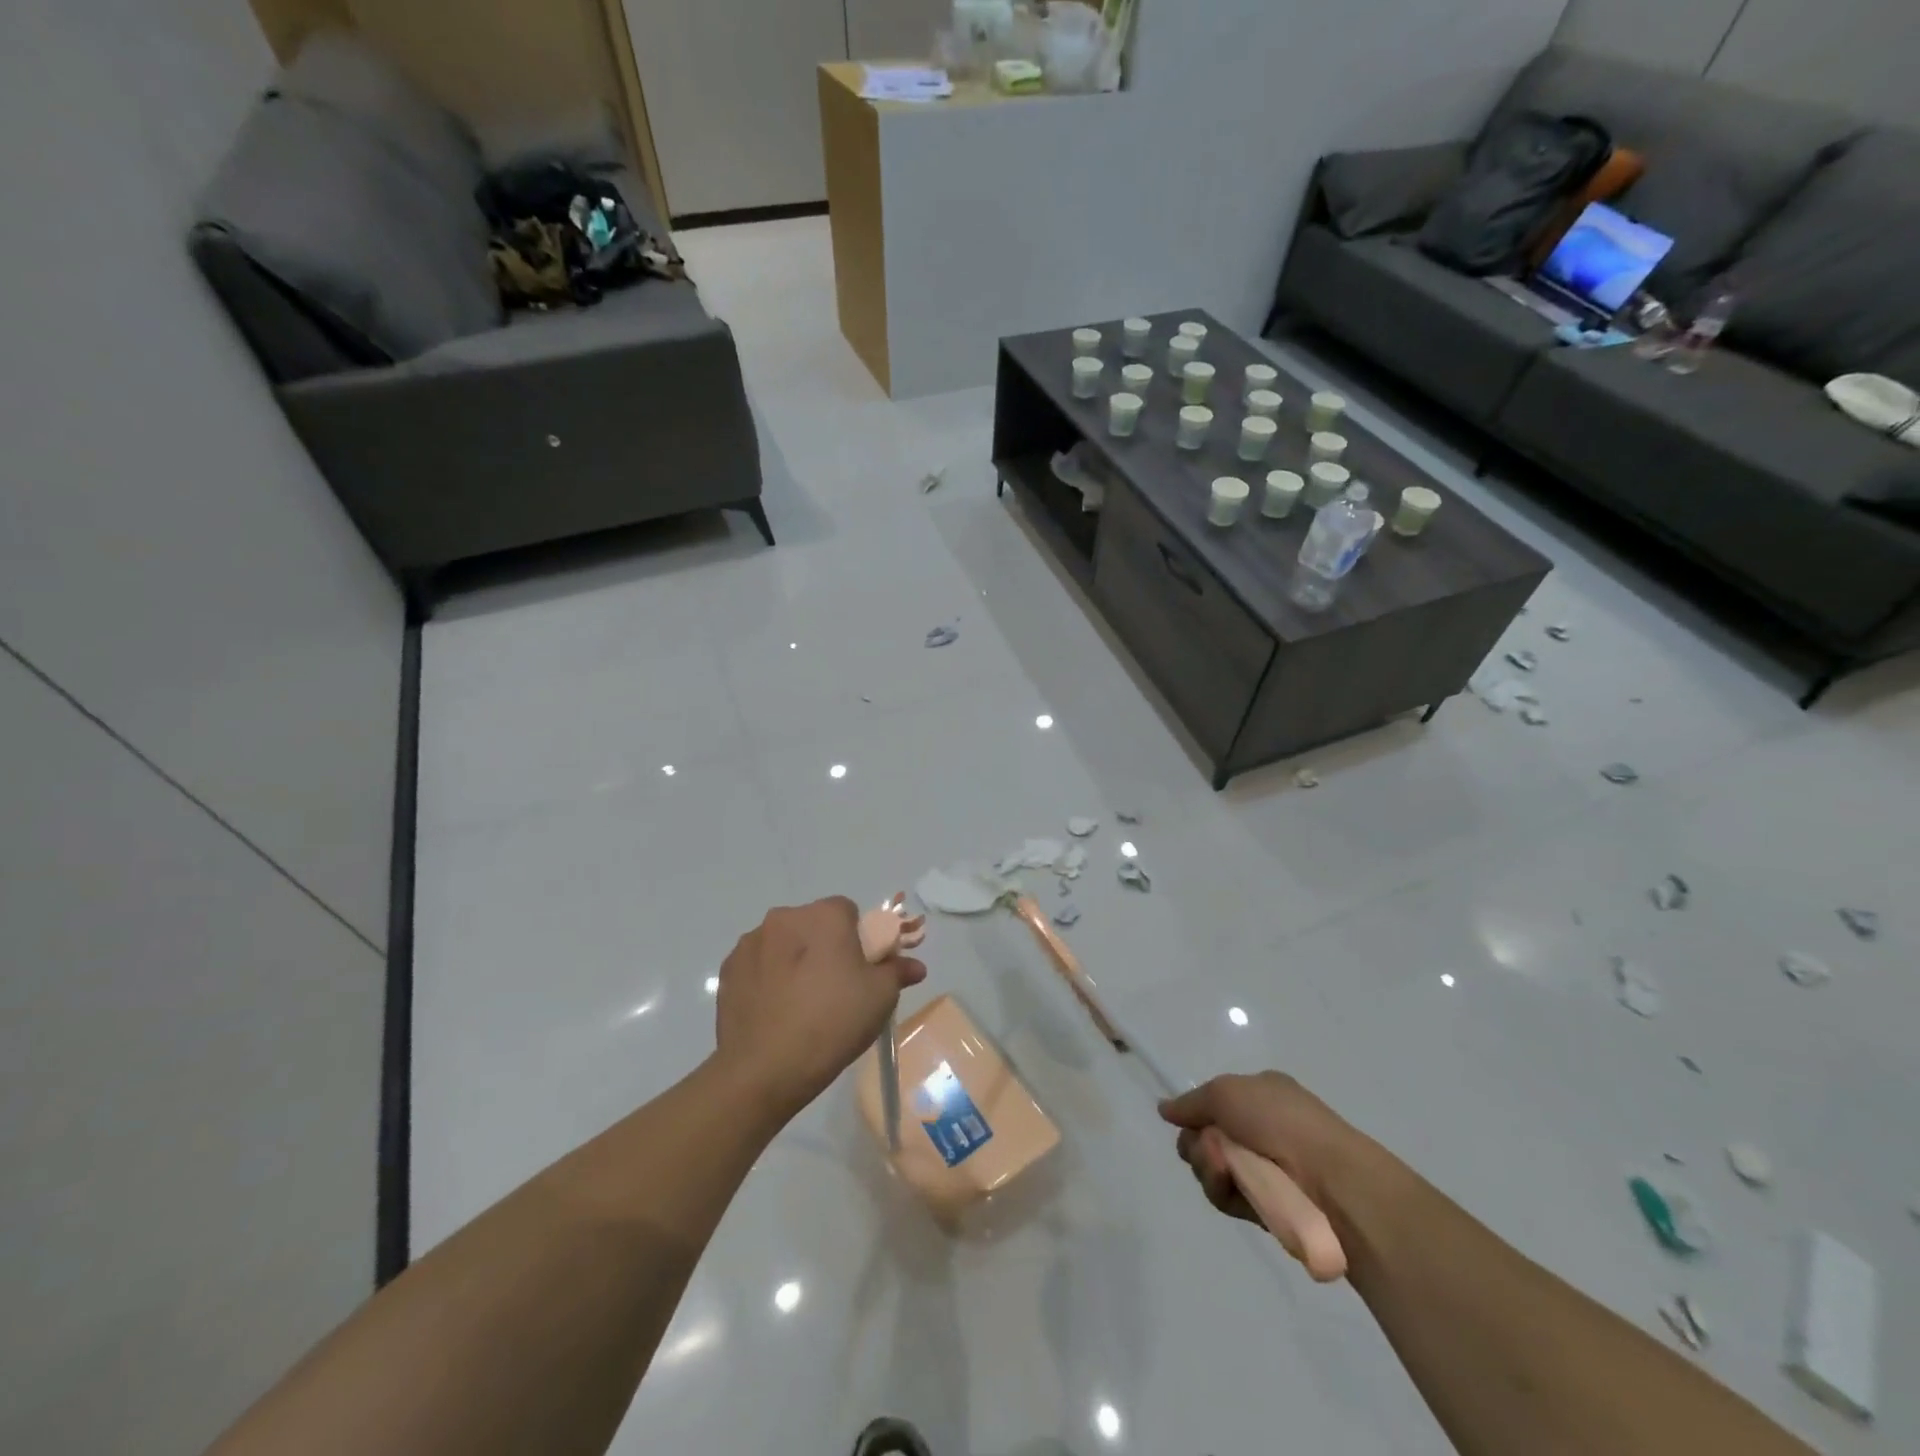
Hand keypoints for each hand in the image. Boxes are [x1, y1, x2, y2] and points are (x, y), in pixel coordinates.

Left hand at [712, 898, 927, 1120]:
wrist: (764, 1070)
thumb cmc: (833, 1022)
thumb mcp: (880, 998)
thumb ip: (898, 971)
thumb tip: (914, 966)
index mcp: (824, 915)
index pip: (847, 911)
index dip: (857, 938)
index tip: (860, 969)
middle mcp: (785, 917)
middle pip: (813, 924)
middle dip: (824, 946)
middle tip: (834, 988)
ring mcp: (751, 942)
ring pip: (783, 943)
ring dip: (794, 960)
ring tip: (801, 1003)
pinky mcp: (729, 969)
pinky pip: (758, 964)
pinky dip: (768, 978)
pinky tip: (775, 1011)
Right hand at [1158, 1072, 1361, 1225]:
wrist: (1331, 1180)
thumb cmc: (1280, 1121)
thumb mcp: (1226, 1091)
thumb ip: (1191, 1102)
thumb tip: (1164, 1108)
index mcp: (1260, 1095)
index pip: (1214, 1103)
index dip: (1196, 1114)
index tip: (1186, 1121)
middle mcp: (1262, 1129)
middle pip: (1206, 1137)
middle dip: (1197, 1143)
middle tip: (1209, 1147)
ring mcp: (1264, 1169)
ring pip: (1211, 1168)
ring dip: (1208, 1166)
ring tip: (1223, 1168)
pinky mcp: (1265, 1205)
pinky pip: (1226, 1196)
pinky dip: (1222, 1189)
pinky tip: (1232, 1186)